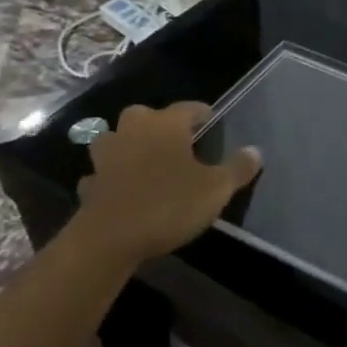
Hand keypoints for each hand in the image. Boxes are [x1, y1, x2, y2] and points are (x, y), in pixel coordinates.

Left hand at [75, 103, 260, 261]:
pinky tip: (121, 189)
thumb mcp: (216, 189)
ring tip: (144, 160)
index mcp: (166, 125)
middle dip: (159, 124)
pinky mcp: (90, 184)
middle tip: (176, 140)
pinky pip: (101, 173)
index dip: (201, 113)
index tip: (211, 120)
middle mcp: (133, 131)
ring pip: (116, 140)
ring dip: (127, 145)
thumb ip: (237, 168)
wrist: (110, 238)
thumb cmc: (169, 204)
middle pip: (145, 115)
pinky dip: (110, 178)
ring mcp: (106, 156)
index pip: (188, 107)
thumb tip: (256, 150)